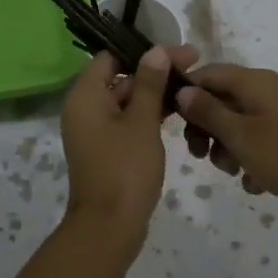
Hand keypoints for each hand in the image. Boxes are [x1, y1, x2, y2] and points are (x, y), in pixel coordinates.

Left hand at [59, 44, 199, 248]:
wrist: (109, 227)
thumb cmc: (124, 169)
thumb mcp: (142, 122)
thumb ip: (149, 84)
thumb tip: (156, 50)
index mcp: (85, 96)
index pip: (111, 57)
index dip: (144, 51)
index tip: (177, 53)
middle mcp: (84, 108)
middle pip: (120, 77)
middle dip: (155, 72)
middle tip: (193, 68)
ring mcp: (94, 131)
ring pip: (126, 100)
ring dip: (154, 94)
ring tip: (191, 88)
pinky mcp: (106, 149)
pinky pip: (126, 121)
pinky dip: (148, 115)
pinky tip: (177, 113)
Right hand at [176, 64, 277, 223]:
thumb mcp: (241, 136)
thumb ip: (209, 112)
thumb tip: (182, 90)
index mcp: (253, 82)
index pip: (206, 74)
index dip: (185, 94)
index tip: (170, 123)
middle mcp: (265, 92)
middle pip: (219, 101)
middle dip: (205, 128)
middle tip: (200, 155)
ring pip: (236, 126)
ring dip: (226, 149)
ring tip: (234, 172)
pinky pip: (256, 144)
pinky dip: (249, 161)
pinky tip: (255, 183)